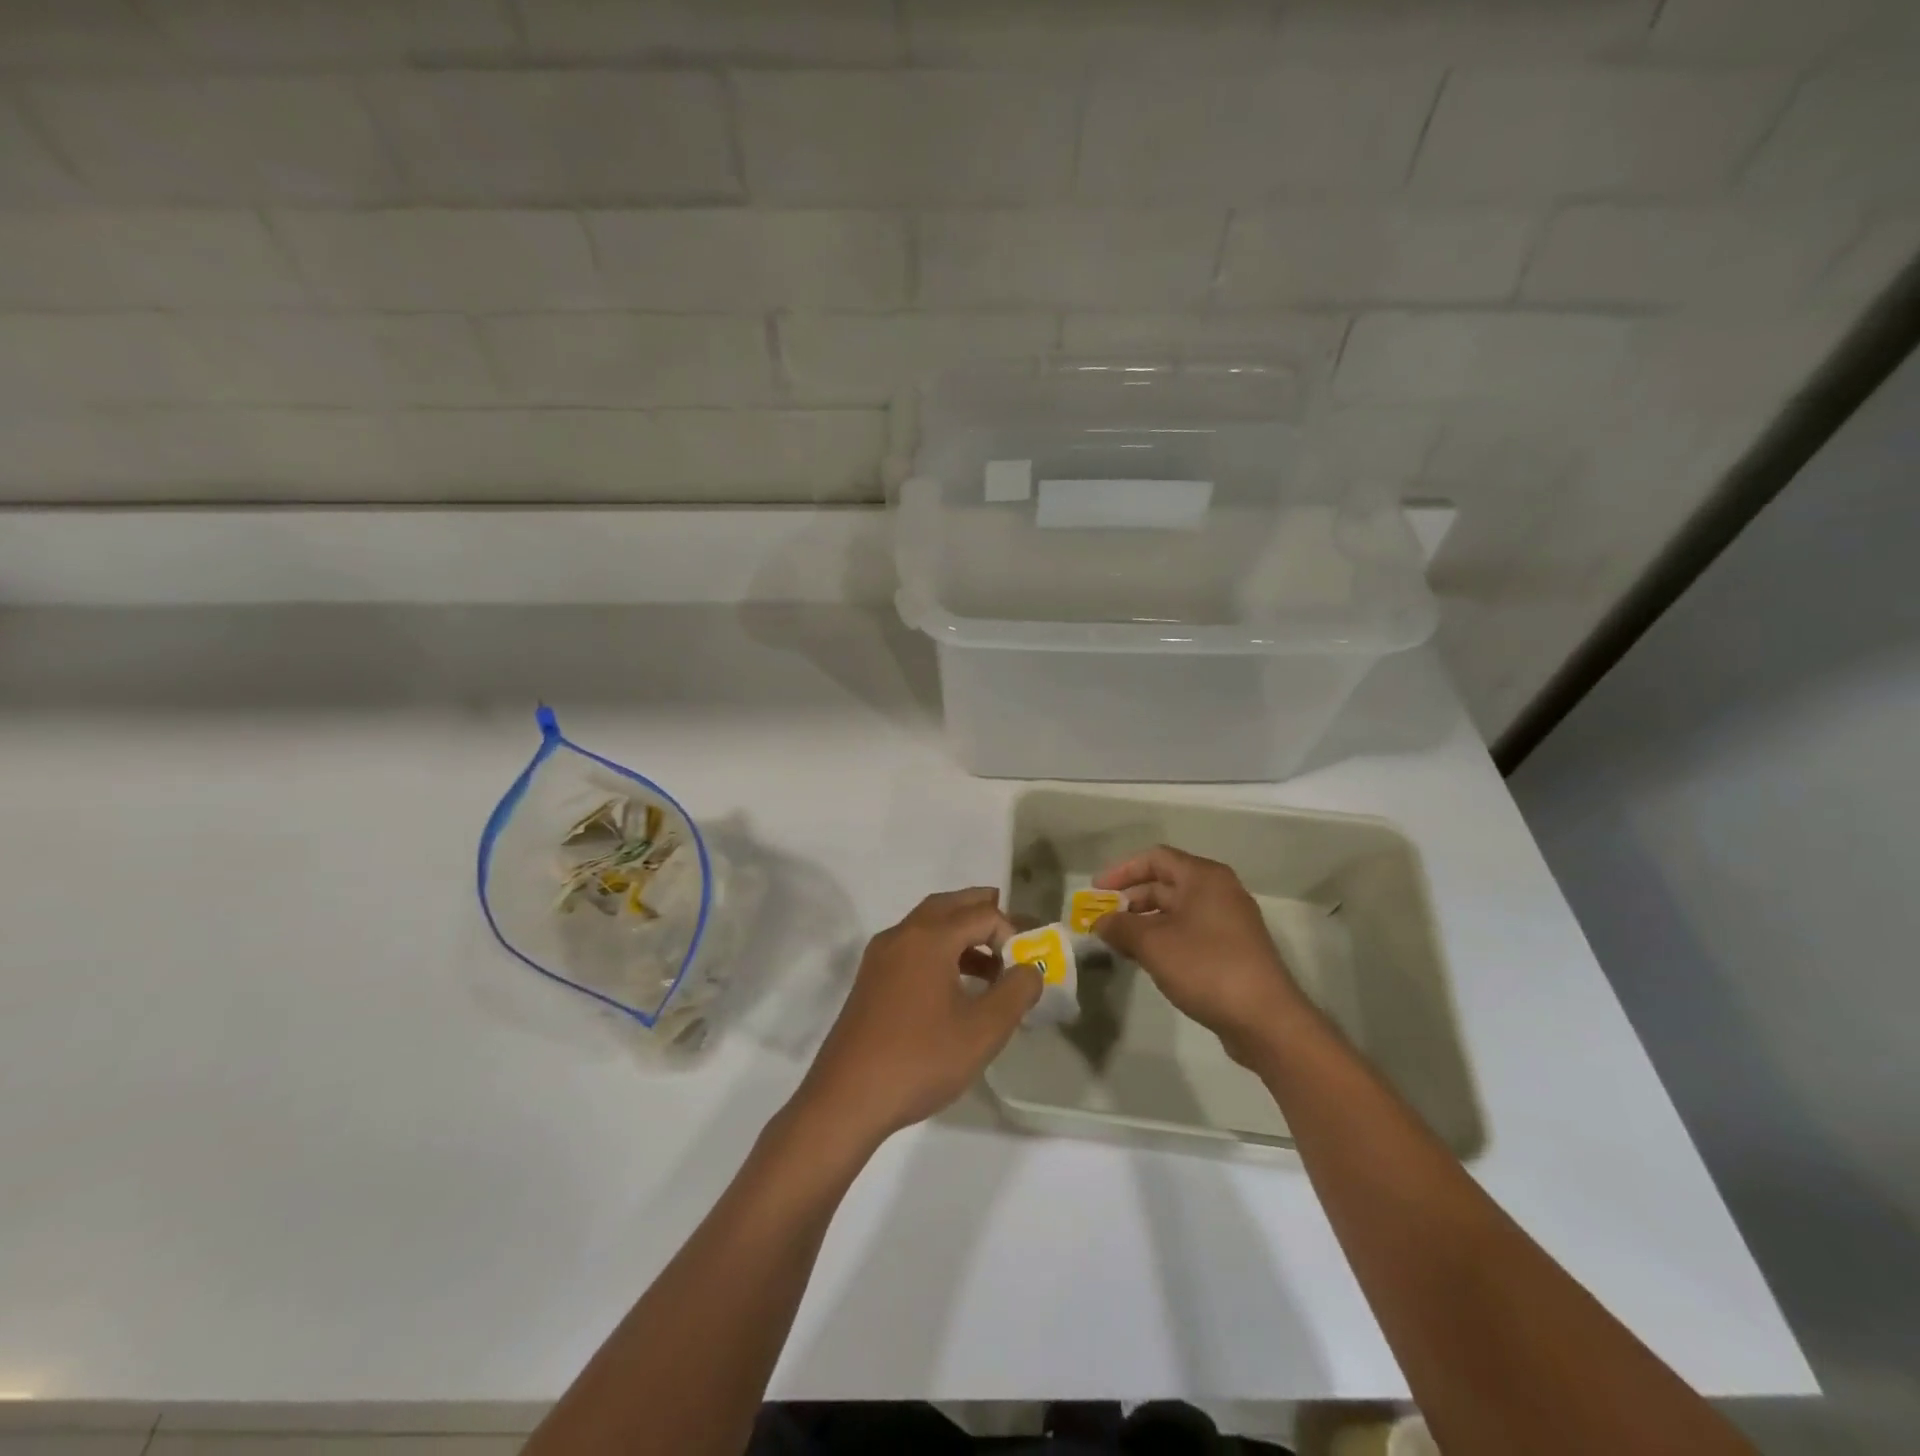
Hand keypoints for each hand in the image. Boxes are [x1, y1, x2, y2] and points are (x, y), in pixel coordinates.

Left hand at [792, 887, 1040, 1148]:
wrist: (847, 1099)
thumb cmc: (920, 1060)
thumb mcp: (983, 1031)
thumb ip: (1017, 992)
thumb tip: (1031, 969)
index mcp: (929, 938)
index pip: (982, 913)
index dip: (1011, 932)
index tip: (1026, 965)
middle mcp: (902, 934)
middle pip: (949, 905)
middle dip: (983, 911)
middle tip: (1012, 931)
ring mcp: (880, 956)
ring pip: (927, 925)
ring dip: (961, 933)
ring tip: (992, 966)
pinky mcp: (870, 979)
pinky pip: (912, 947)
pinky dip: (939, 951)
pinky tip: (955, 987)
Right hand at [1092, 846, 1309, 1066]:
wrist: (1265, 1019)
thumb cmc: (1206, 967)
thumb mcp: (1152, 944)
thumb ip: (1120, 927)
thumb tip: (1099, 922)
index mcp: (1203, 877)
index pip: (1155, 858)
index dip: (1121, 871)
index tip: (1096, 891)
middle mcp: (1219, 891)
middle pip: (1165, 883)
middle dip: (1130, 899)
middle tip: (1102, 919)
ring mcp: (1229, 921)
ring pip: (1176, 910)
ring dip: (1144, 922)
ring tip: (1117, 942)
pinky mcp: (1232, 949)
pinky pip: (1189, 932)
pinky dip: (1164, 938)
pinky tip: (1146, 959)